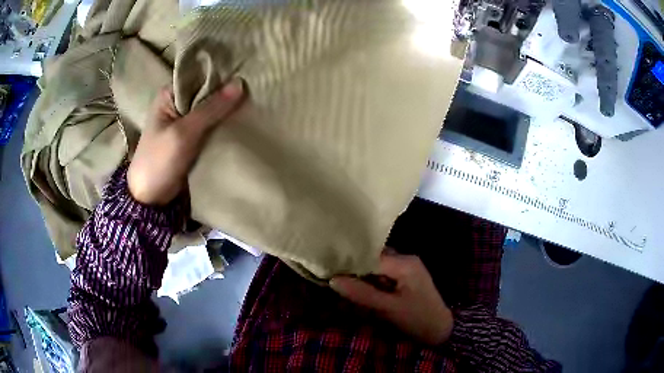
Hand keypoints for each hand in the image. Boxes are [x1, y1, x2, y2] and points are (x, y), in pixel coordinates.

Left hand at [128, 79, 244, 204]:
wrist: (152, 198)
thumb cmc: (160, 161)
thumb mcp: (184, 132)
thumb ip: (210, 109)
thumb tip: (240, 84)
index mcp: (169, 95)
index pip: (199, 76)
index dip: (221, 76)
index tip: (246, 75)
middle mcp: (177, 104)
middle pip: (206, 92)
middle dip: (227, 93)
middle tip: (254, 90)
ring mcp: (185, 122)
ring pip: (211, 109)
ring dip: (227, 110)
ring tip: (253, 103)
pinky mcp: (192, 138)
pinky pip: (211, 125)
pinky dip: (224, 124)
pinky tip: (242, 121)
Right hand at [330, 251, 453, 345]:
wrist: (440, 331)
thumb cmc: (418, 319)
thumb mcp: (389, 308)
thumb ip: (362, 293)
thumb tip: (332, 280)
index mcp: (405, 263)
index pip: (371, 256)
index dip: (351, 263)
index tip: (330, 270)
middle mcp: (406, 260)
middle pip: (373, 259)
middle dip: (355, 269)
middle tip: (333, 278)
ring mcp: (406, 269)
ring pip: (376, 267)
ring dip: (362, 277)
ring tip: (342, 284)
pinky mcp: (405, 279)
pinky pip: (382, 275)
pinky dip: (371, 282)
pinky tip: (360, 290)